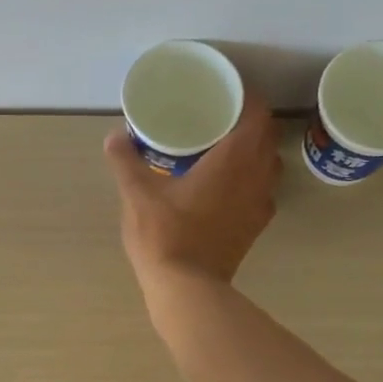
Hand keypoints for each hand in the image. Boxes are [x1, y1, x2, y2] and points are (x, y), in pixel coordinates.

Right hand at [104, 89, 280, 295]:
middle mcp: (257, 176)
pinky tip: (225, 187)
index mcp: (234, 158)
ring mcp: (261, 203)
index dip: (245, 96)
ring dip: (253, 152)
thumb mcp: (137, 195)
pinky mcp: (255, 227)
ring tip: (223, 150)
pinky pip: (262, 191)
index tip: (225, 91)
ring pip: (268, 164)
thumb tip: (114, 136)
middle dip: (248, 122)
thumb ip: (126, 161)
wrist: (187, 290)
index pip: (256, 112)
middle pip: (266, 136)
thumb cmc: (165, 235)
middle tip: (218, 118)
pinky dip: (250, 180)